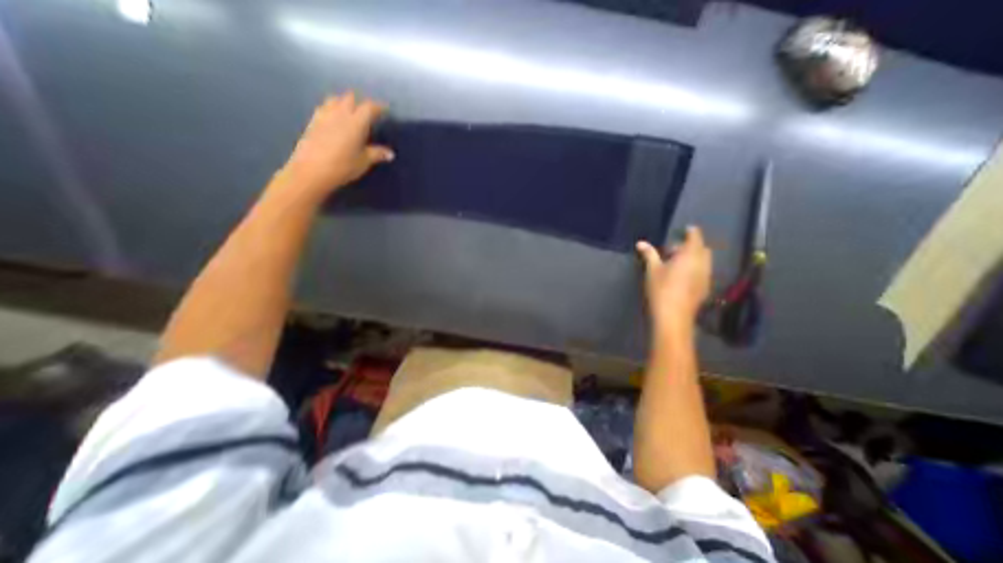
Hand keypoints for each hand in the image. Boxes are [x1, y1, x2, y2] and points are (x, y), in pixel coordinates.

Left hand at [280, 92, 397, 202]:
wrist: (311, 170)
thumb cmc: (343, 166)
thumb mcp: (364, 162)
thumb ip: (377, 154)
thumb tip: (390, 153)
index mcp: (356, 122)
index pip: (369, 107)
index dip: (378, 107)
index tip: (385, 110)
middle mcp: (340, 113)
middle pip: (351, 98)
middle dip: (361, 102)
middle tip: (368, 112)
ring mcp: (324, 115)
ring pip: (336, 99)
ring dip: (345, 102)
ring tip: (351, 113)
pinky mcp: (313, 121)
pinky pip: (325, 107)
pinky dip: (333, 108)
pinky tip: (335, 119)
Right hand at [634, 223, 712, 332]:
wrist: (673, 316)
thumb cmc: (661, 289)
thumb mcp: (652, 270)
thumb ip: (649, 254)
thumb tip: (641, 243)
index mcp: (690, 255)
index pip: (695, 237)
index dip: (691, 232)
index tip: (684, 230)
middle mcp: (703, 264)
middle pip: (702, 249)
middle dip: (691, 246)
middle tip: (673, 251)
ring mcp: (706, 277)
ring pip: (704, 261)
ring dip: (694, 258)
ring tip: (677, 264)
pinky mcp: (705, 288)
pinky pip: (703, 272)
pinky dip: (696, 269)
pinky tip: (682, 277)